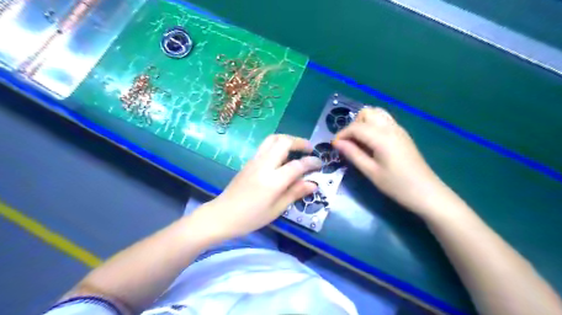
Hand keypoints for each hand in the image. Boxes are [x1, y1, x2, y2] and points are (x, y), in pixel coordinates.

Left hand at [189, 134, 319, 240]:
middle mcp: (264, 165)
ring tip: (297, 148)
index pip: (297, 165)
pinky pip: (266, 146)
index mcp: (273, 180)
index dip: (311, 162)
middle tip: (310, 150)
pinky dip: (278, 144)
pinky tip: (282, 156)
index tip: (320, 164)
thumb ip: (295, 193)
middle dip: (300, 142)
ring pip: (273, 139)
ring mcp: (254, 161)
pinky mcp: (249, 161)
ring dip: (288, 139)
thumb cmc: (251, 217)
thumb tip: (313, 184)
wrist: (222, 215)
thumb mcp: (276, 209)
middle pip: (284, 142)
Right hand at [332, 107, 447, 215]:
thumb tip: (337, 143)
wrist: (426, 192)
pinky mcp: (402, 134)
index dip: (342, 134)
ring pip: (377, 113)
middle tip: (349, 143)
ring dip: (364, 123)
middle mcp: (390, 127)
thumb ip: (353, 154)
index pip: (356, 127)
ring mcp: (398, 129)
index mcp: (382, 137)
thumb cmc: (397, 185)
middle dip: (353, 125)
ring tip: (359, 141)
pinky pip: (384, 120)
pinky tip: (371, 142)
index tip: (334, 145)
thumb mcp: (371, 172)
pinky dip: (373, 125)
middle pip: (367, 113)